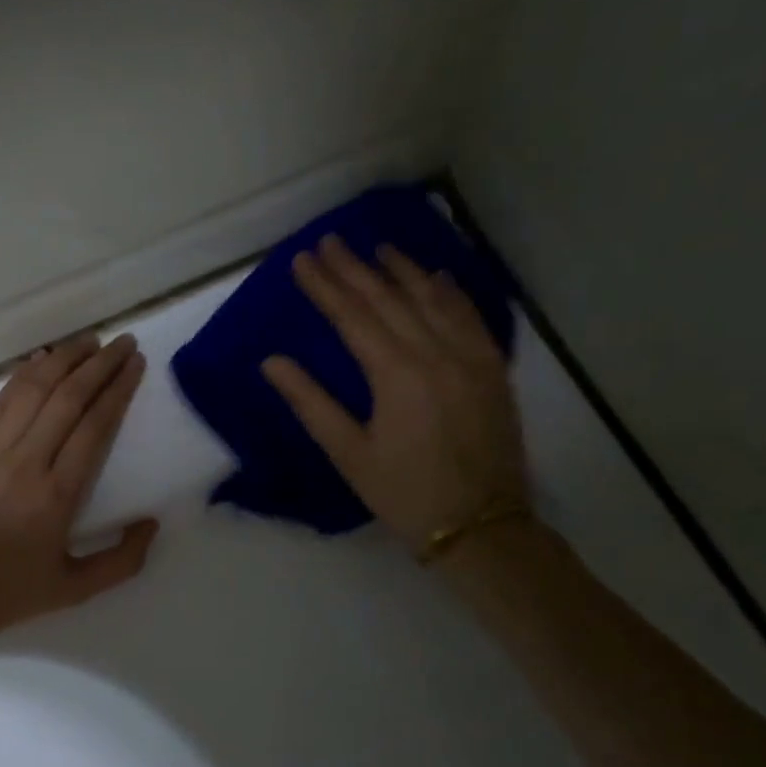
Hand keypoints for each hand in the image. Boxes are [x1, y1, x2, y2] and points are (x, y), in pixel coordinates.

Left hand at [0, 334, 159, 639]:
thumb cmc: (8, 595)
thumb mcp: (75, 590)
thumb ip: (123, 560)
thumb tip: (151, 523)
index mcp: (57, 496)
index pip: (94, 426)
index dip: (118, 389)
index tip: (136, 364)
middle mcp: (26, 462)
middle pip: (68, 398)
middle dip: (100, 364)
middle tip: (123, 342)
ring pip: (32, 390)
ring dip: (63, 359)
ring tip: (89, 341)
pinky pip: (0, 402)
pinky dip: (24, 376)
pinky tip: (41, 361)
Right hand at [261, 235, 528, 554]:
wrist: (482, 526)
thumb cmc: (404, 494)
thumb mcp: (349, 454)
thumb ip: (311, 403)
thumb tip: (272, 362)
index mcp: (397, 375)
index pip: (353, 317)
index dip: (325, 286)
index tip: (302, 259)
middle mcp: (436, 354)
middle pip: (389, 300)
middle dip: (356, 268)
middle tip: (331, 240)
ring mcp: (471, 358)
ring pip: (433, 300)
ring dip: (403, 270)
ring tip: (378, 247)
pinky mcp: (493, 370)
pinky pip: (470, 317)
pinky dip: (450, 292)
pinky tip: (436, 276)